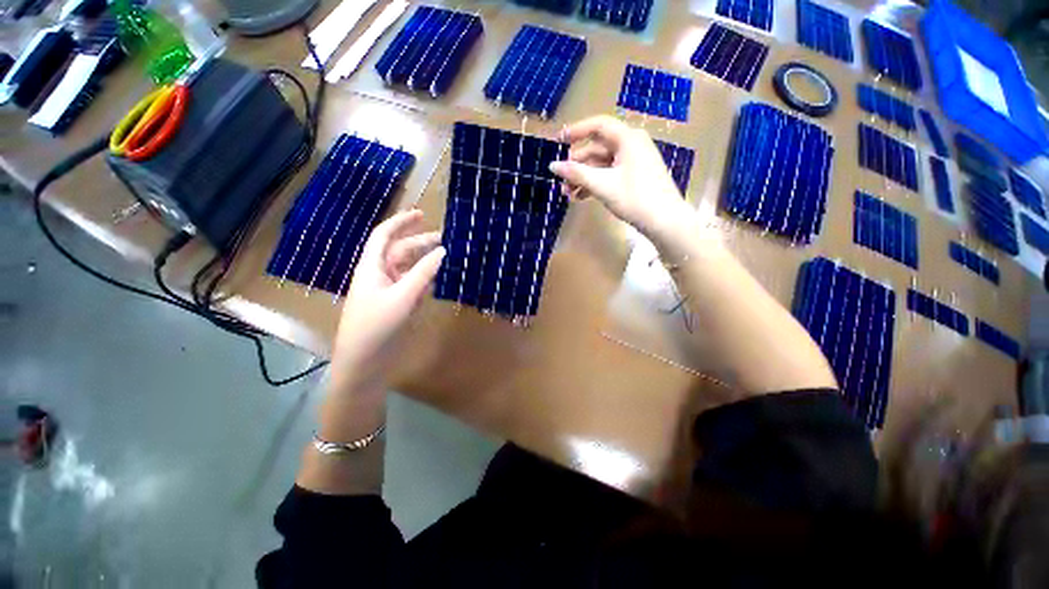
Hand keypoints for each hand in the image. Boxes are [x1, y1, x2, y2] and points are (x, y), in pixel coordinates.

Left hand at [329, 209, 444, 393]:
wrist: (364, 363)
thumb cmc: (377, 326)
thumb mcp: (402, 297)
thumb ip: (423, 273)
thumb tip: (443, 251)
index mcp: (372, 267)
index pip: (384, 236)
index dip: (401, 222)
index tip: (422, 214)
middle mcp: (379, 275)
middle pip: (401, 252)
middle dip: (421, 243)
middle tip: (447, 240)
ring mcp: (388, 291)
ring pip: (409, 269)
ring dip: (426, 262)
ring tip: (448, 258)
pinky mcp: (396, 305)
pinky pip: (413, 286)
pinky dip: (426, 280)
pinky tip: (440, 280)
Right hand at [550, 116, 692, 237]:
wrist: (665, 221)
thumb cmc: (634, 198)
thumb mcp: (602, 185)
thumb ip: (577, 174)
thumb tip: (552, 166)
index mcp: (627, 139)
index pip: (598, 126)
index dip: (576, 131)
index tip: (557, 141)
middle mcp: (631, 145)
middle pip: (597, 148)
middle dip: (577, 164)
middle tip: (561, 180)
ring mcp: (634, 161)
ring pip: (602, 164)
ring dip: (584, 177)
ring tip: (567, 194)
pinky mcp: (634, 176)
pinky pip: (610, 174)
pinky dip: (595, 183)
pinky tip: (581, 198)